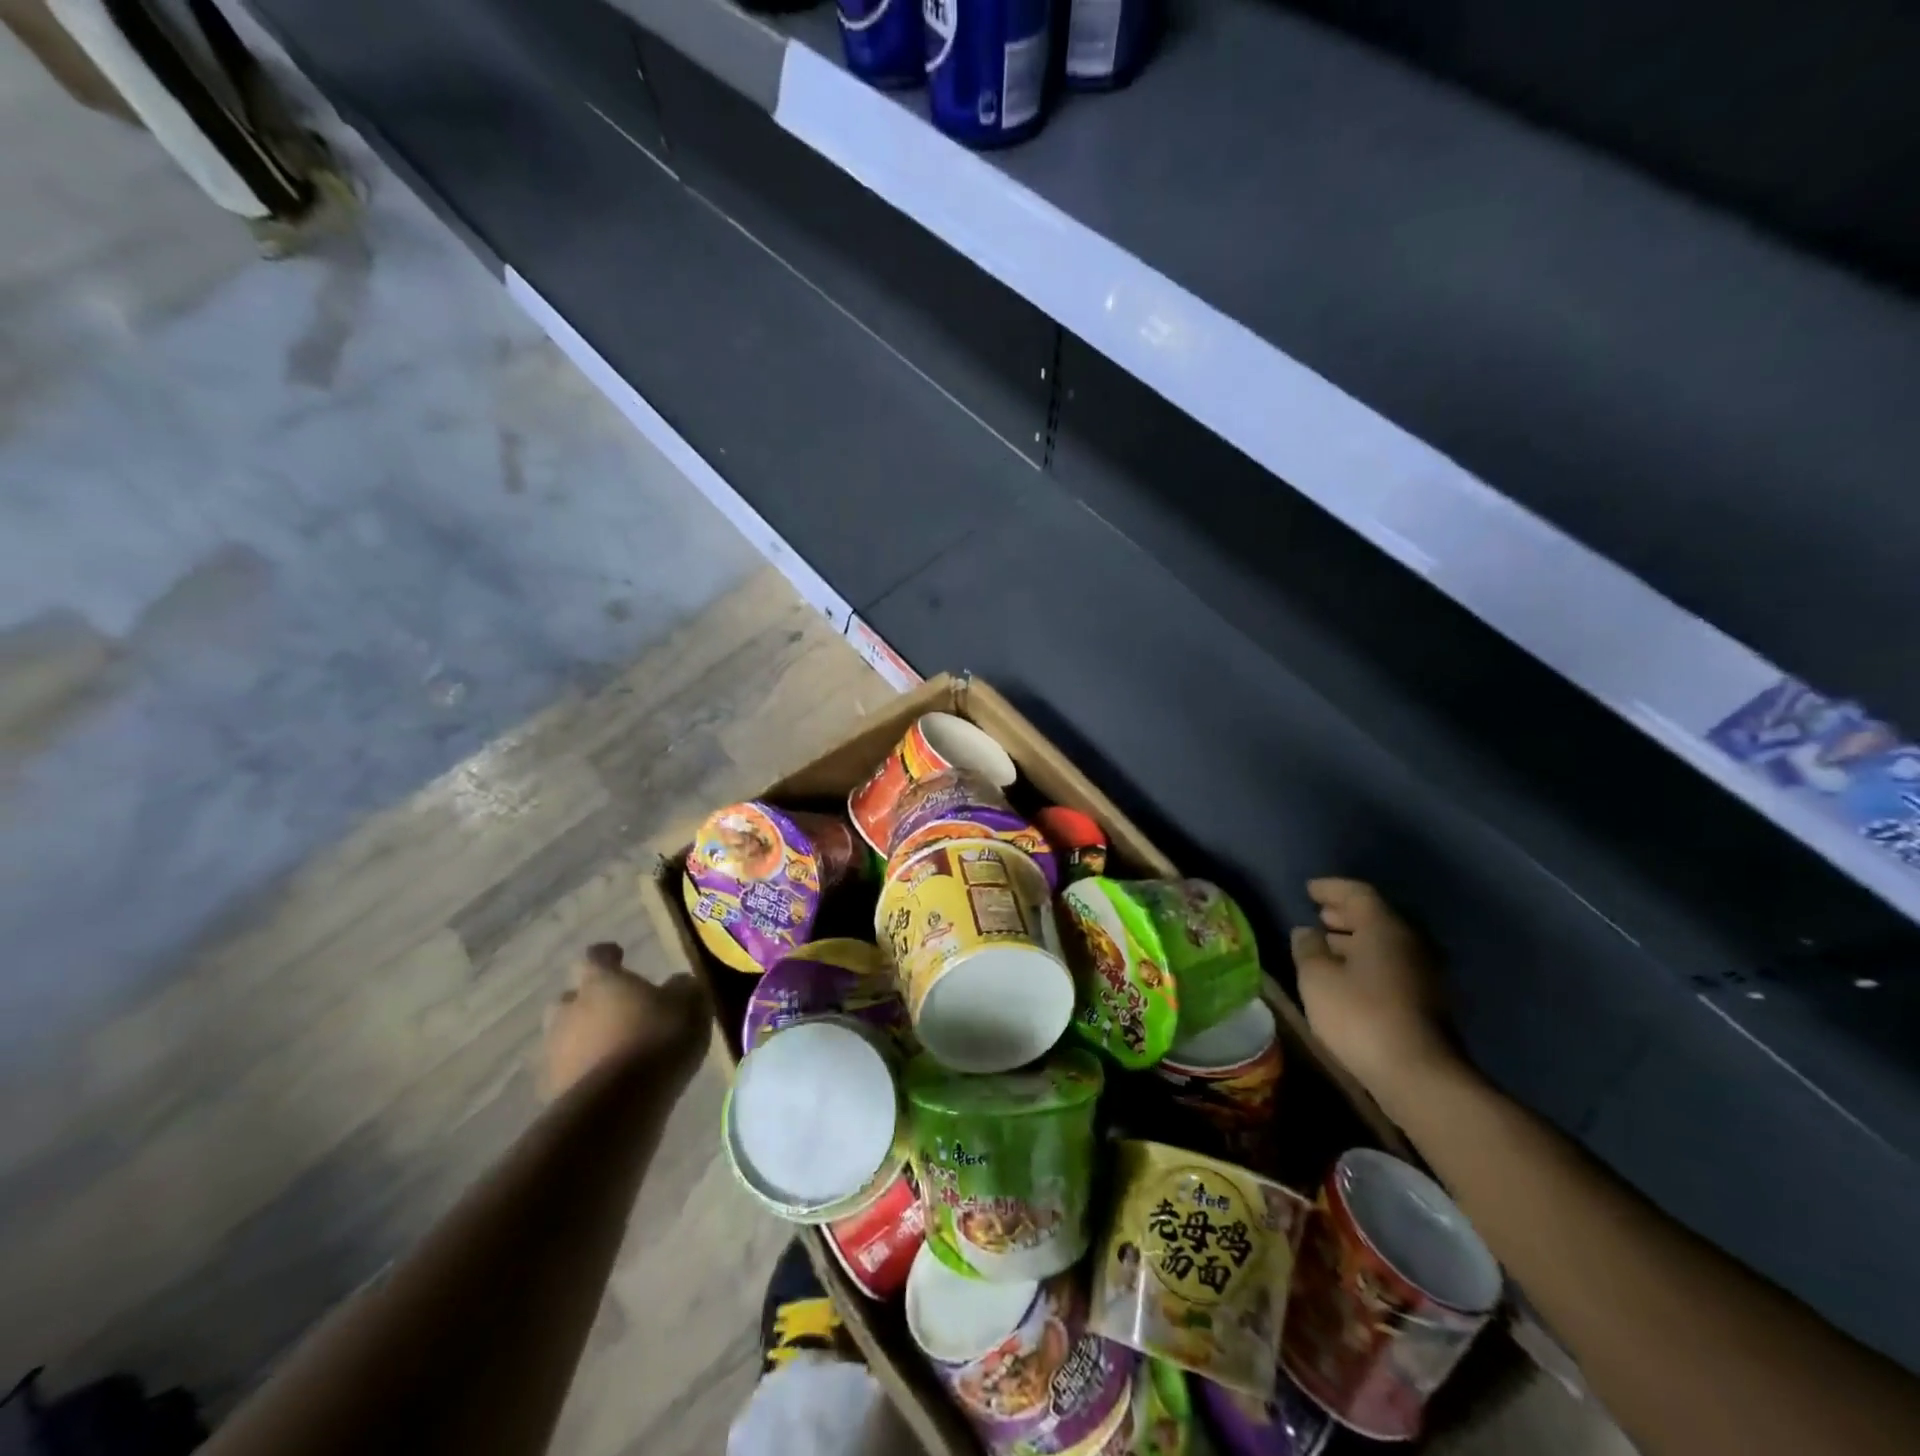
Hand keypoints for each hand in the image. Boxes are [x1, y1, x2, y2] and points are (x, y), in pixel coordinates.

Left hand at [539, 943, 710, 1101]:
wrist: (618, 1105)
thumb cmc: (657, 1039)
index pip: (594, 956)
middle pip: (569, 998)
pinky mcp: (551, 1091)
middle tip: (612, 1009)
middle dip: (586, 1002)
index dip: (607, 955)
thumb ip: (682, 988)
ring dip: (582, 1039)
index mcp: (600, 982)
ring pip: (563, 1037)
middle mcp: (569, 1011)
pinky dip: (581, 1072)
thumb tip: (678, 983)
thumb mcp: (689, 1004)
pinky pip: (566, 1073)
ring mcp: (554, 1052)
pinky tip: (604, 1081)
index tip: (618, 956)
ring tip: (610, 1050)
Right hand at [1290, 879, 1460, 1106]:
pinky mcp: (1427, 1001)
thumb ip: (1308, 949)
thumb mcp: (1317, 978)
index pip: (1358, 894)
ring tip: (1327, 946)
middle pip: (1376, 918)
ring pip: (1385, 944)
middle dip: (1345, 915)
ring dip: (1356, 941)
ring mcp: (1424, 973)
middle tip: (1319, 915)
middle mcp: (1411, 943)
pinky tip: (1348, 977)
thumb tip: (1306, 932)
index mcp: (1385, 928)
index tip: (1309, 889)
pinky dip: (1368, 962)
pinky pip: (1392, 966)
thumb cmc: (1361, 1016)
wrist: (1420, 1076)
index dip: (1331, 888)